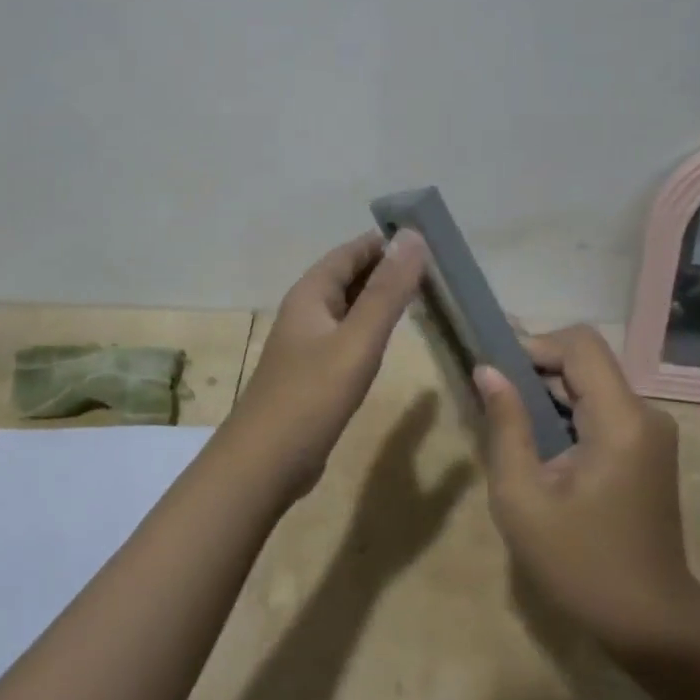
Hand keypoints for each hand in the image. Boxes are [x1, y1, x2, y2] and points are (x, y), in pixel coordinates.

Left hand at [226, 230, 427, 499]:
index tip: (428, 239)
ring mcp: (307, 342)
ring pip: (349, 306)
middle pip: (349, 275)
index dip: (386, 242)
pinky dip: (370, 326)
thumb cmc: (311, 396)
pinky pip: (346, 334)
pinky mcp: (313, 371)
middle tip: (435, 268)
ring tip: (422, 295)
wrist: (264, 463)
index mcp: (311, 293)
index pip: (352, 251)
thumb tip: (412, 236)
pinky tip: (390, 337)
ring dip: (380, 297)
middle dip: (387, 267)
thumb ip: (387, 291)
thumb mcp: (357, 340)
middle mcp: (306, 310)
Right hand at [477, 325, 699, 654]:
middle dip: (537, 372)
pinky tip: (544, 449)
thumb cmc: (582, 567)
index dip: (535, 346)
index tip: (499, 376)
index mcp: (621, 420)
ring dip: (551, 395)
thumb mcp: (523, 500)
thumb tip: (487, 371)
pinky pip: (603, 408)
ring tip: (514, 430)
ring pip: (593, 384)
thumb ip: (505, 427)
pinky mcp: (649, 448)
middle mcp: (645, 413)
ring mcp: (653, 430)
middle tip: (496, 405)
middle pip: (587, 361)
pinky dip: (569, 414)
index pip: (580, 343)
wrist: (653, 625)